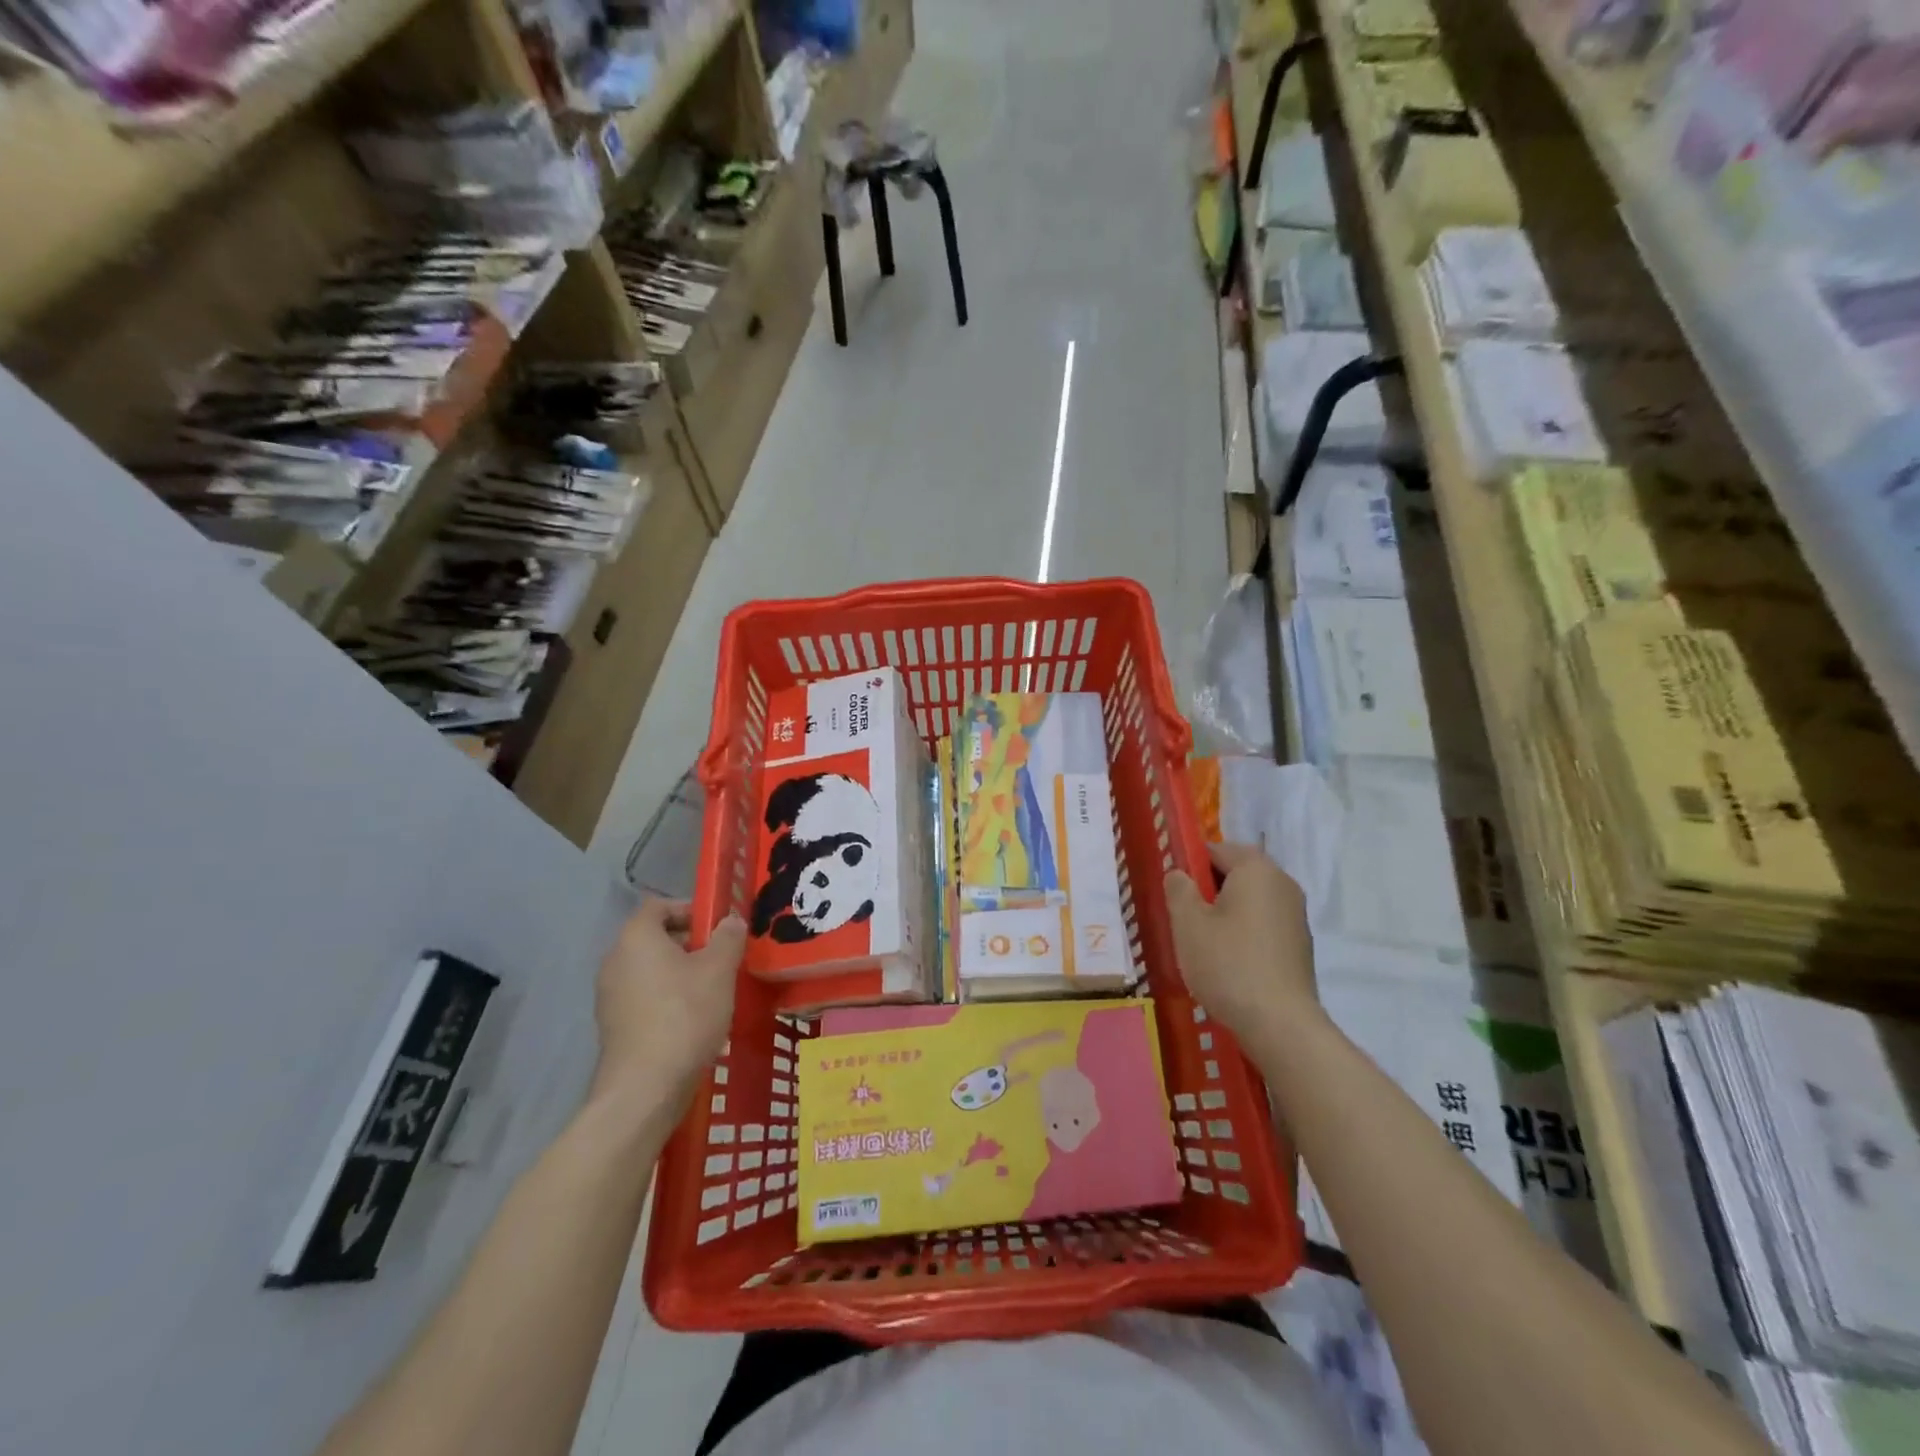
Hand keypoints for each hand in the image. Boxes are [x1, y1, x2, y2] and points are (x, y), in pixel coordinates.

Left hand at [590, 900, 745, 1117]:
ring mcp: (609, 995)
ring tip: (712, 991)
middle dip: (689, 943)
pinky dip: (666, 998)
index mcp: (637, 937)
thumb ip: (728, 937)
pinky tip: (693, 1019)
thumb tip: (730, 920)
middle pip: (654, 938)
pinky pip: (644, 997)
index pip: (659, 906)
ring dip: (679, 972)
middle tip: (721, 958)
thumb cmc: (685, 1015)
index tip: (717, 926)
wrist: (646, 1086)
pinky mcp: (613, 1026)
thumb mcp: (720, 970)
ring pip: (650, 969)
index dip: (690, 909)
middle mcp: (615, 960)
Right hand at [1165, 842, 1318, 1052]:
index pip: (1217, 849)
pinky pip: (1264, 923)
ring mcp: (1296, 915)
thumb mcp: (1187, 923)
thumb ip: (1178, 889)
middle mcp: (1282, 884)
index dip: (1191, 865)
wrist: (1280, 1024)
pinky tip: (1229, 961)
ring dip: (1226, 911)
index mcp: (1256, 869)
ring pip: (1251, 900)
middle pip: (1237, 872)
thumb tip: (1180, 874)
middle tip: (1184, 917)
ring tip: (1203, 943)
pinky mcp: (1300, 945)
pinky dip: (1244, 932)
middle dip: (1208, 889)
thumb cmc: (1227, 964)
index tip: (1174, 893)